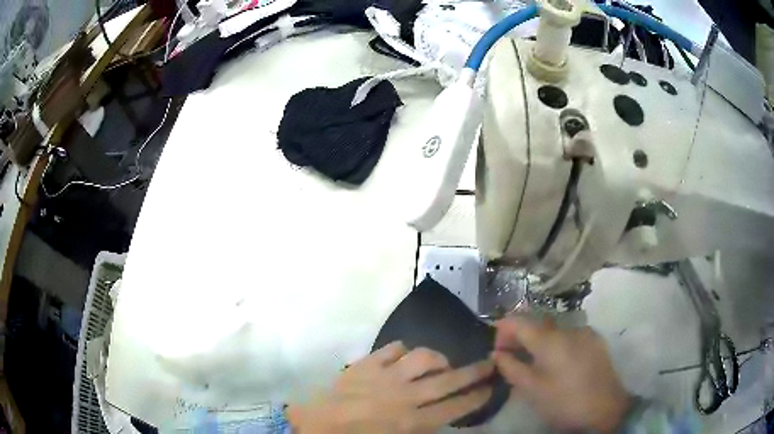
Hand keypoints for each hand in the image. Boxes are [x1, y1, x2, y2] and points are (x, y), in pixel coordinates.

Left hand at [287, 342, 493, 432]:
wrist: (318, 426)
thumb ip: (423, 429)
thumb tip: (442, 416)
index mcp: (413, 422)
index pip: (456, 407)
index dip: (476, 396)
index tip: (489, 388)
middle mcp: (405, 397)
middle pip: (448, 380)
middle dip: (473, 372)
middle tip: (489, 363)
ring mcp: (385, 377)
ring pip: (424, 357)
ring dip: (438, 359)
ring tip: (441, 363)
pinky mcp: (367, 364)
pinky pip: (394, 348)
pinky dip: (405, 351)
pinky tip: (405, 357)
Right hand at [492, 317, 630, 433]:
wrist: (606, 408)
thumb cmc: (564, 402)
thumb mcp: (531, 390)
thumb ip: (511, 368)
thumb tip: (497, 354)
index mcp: (550, 339)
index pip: (519, 321)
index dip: (502, 329)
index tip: (496, 348)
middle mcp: (568, 328)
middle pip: (537, 322)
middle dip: (520, 335)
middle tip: (511, 356)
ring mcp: (585, 332)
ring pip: (554, 329)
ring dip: (539, 340)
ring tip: (534, 361)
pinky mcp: (595, 340)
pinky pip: (569, 334)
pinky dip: (556, 343)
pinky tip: (557, 362)